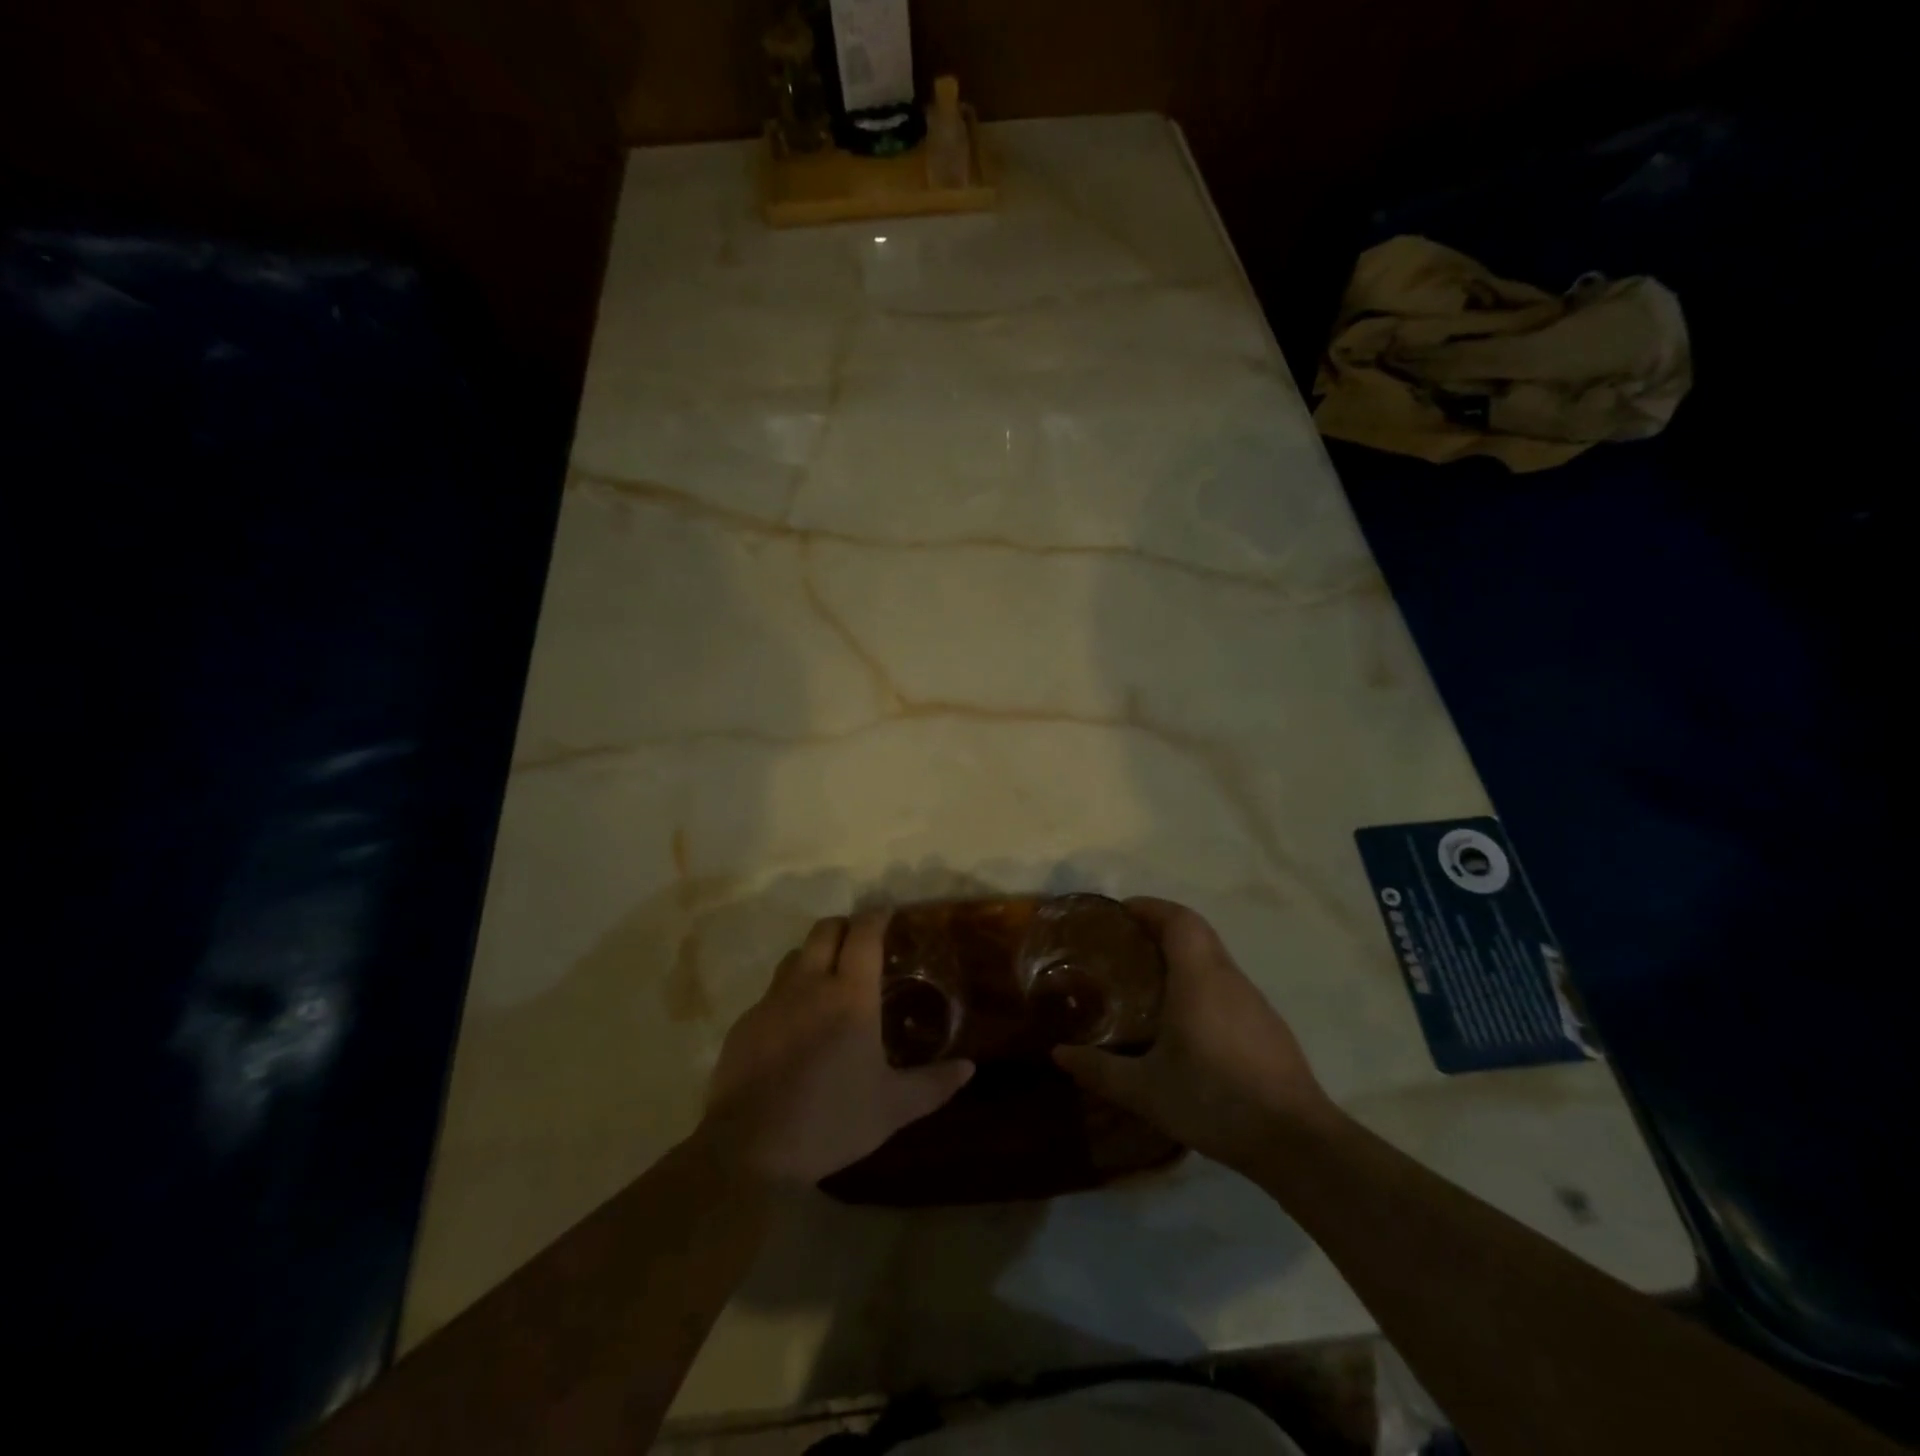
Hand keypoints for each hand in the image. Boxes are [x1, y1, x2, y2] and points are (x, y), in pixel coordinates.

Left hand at [695, 911, 974, 1188]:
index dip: (877, 917)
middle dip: (845, 925)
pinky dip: (789, 995)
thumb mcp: (892, 1108)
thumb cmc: (831, 1120)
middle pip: (825, 930)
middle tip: (861, 942)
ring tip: (828, 980)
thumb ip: (933, 1085)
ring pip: (794, 956)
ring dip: (814, 955)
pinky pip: (771, 993)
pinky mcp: (745, 1024)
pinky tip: (795, 1028)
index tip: (888, 912)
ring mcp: (772, 1002)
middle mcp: (809, 984)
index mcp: (850, 995)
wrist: (749, 1150)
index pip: (864, 934)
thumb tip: (969, 1068)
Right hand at [1053, 897, 1338, 1171]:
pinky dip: (1200, 981)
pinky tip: (1184, 1020)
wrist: (1296, 1141)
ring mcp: (1254, 1002)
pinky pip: (1226, 985)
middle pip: (1196, 932)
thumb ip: (1100, 1069)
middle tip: (1124, 944)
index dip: (1151, 907)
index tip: (1121, 912)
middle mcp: (1228, 978)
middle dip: (1160, 927)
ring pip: (1214, 959)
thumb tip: (1057, 1054)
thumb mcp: (1146, 1090)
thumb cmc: (1214, 1100)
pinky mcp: (1267, 1026)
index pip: (1179, 919)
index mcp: (1198, 977)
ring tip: (1147, 979)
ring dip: (1182, 955)